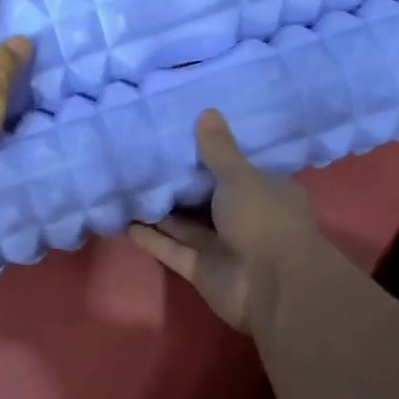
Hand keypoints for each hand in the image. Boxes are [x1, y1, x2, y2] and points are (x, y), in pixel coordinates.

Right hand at [129, 110, 320, 334]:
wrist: (272, 286)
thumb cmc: (263, 220)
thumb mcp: (240, 176)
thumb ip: (218, 149)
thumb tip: (206, 111)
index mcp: (264, 191)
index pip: (236, 169)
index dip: (212, 156)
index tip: (181, 138)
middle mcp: (245, 217)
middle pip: (207, 197)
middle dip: (180, 183)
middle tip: (144, 159)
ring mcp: (223, 246)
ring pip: (186, 225)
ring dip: (161, 211)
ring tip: (129, 187)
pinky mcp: (202, 269)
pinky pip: (173, 249)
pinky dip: (152, 238)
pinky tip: (126, 222)